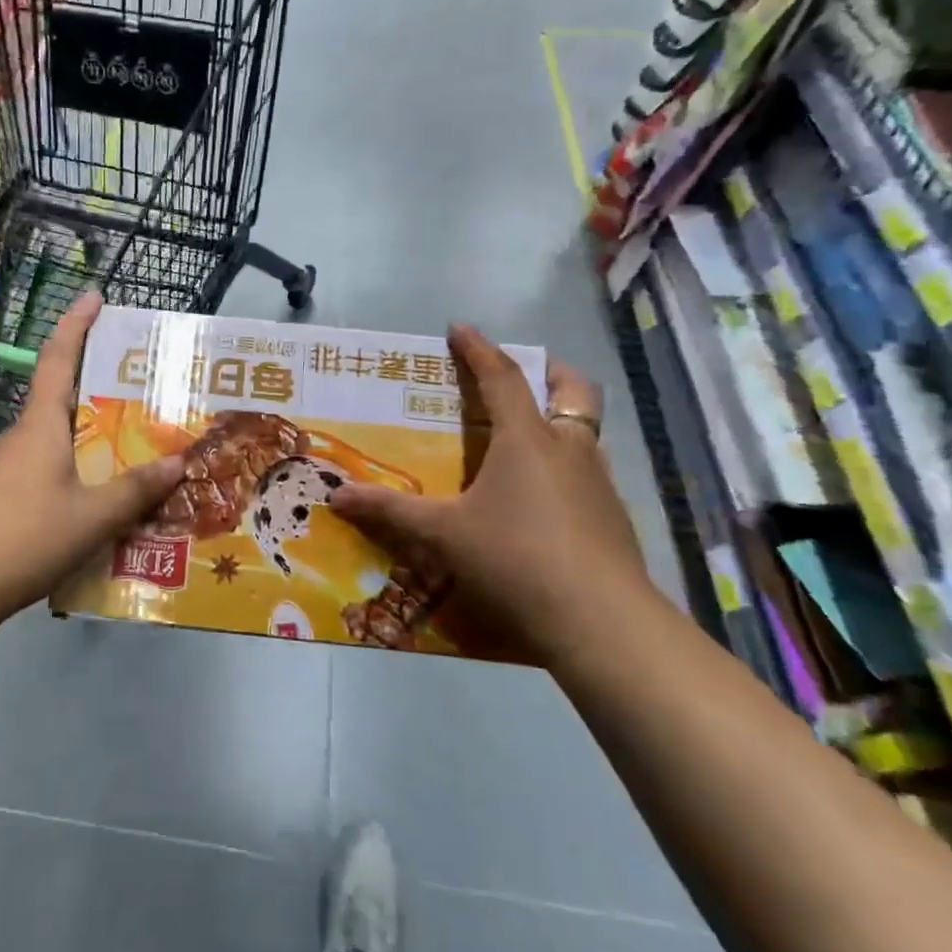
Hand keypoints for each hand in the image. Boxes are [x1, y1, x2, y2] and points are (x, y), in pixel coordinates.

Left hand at [0, 292, 183, 620]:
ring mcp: (6, 467)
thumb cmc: (25, 536)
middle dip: (97, 386)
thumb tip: (179, 462)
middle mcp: (22, 436)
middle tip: (140, 388)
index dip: (76, 323)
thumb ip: (135, 490)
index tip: (95, 295)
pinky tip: (96, 498)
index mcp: (42, 425)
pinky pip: (46, 468)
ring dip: (89, 435)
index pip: (58, 358)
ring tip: (131, 447)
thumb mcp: (92, 516)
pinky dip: (74, 468)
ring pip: (56, 438)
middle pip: (61, 397)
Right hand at [331, 325, 649, 662]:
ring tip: (526, 437)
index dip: (478, 349)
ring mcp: (599, 483)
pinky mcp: (614, 518)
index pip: (502, 377)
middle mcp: (568, 449)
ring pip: (584, 431)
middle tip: (523, 371)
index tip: (460, 328)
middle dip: (548, 370)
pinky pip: (589, 471)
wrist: (602, 623)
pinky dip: (566, 465)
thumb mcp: (443, 534)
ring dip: (559, 420)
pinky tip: (543, 498)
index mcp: (526, 439)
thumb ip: (390, 511)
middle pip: (571, 389)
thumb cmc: (515, 558)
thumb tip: (336, 496)